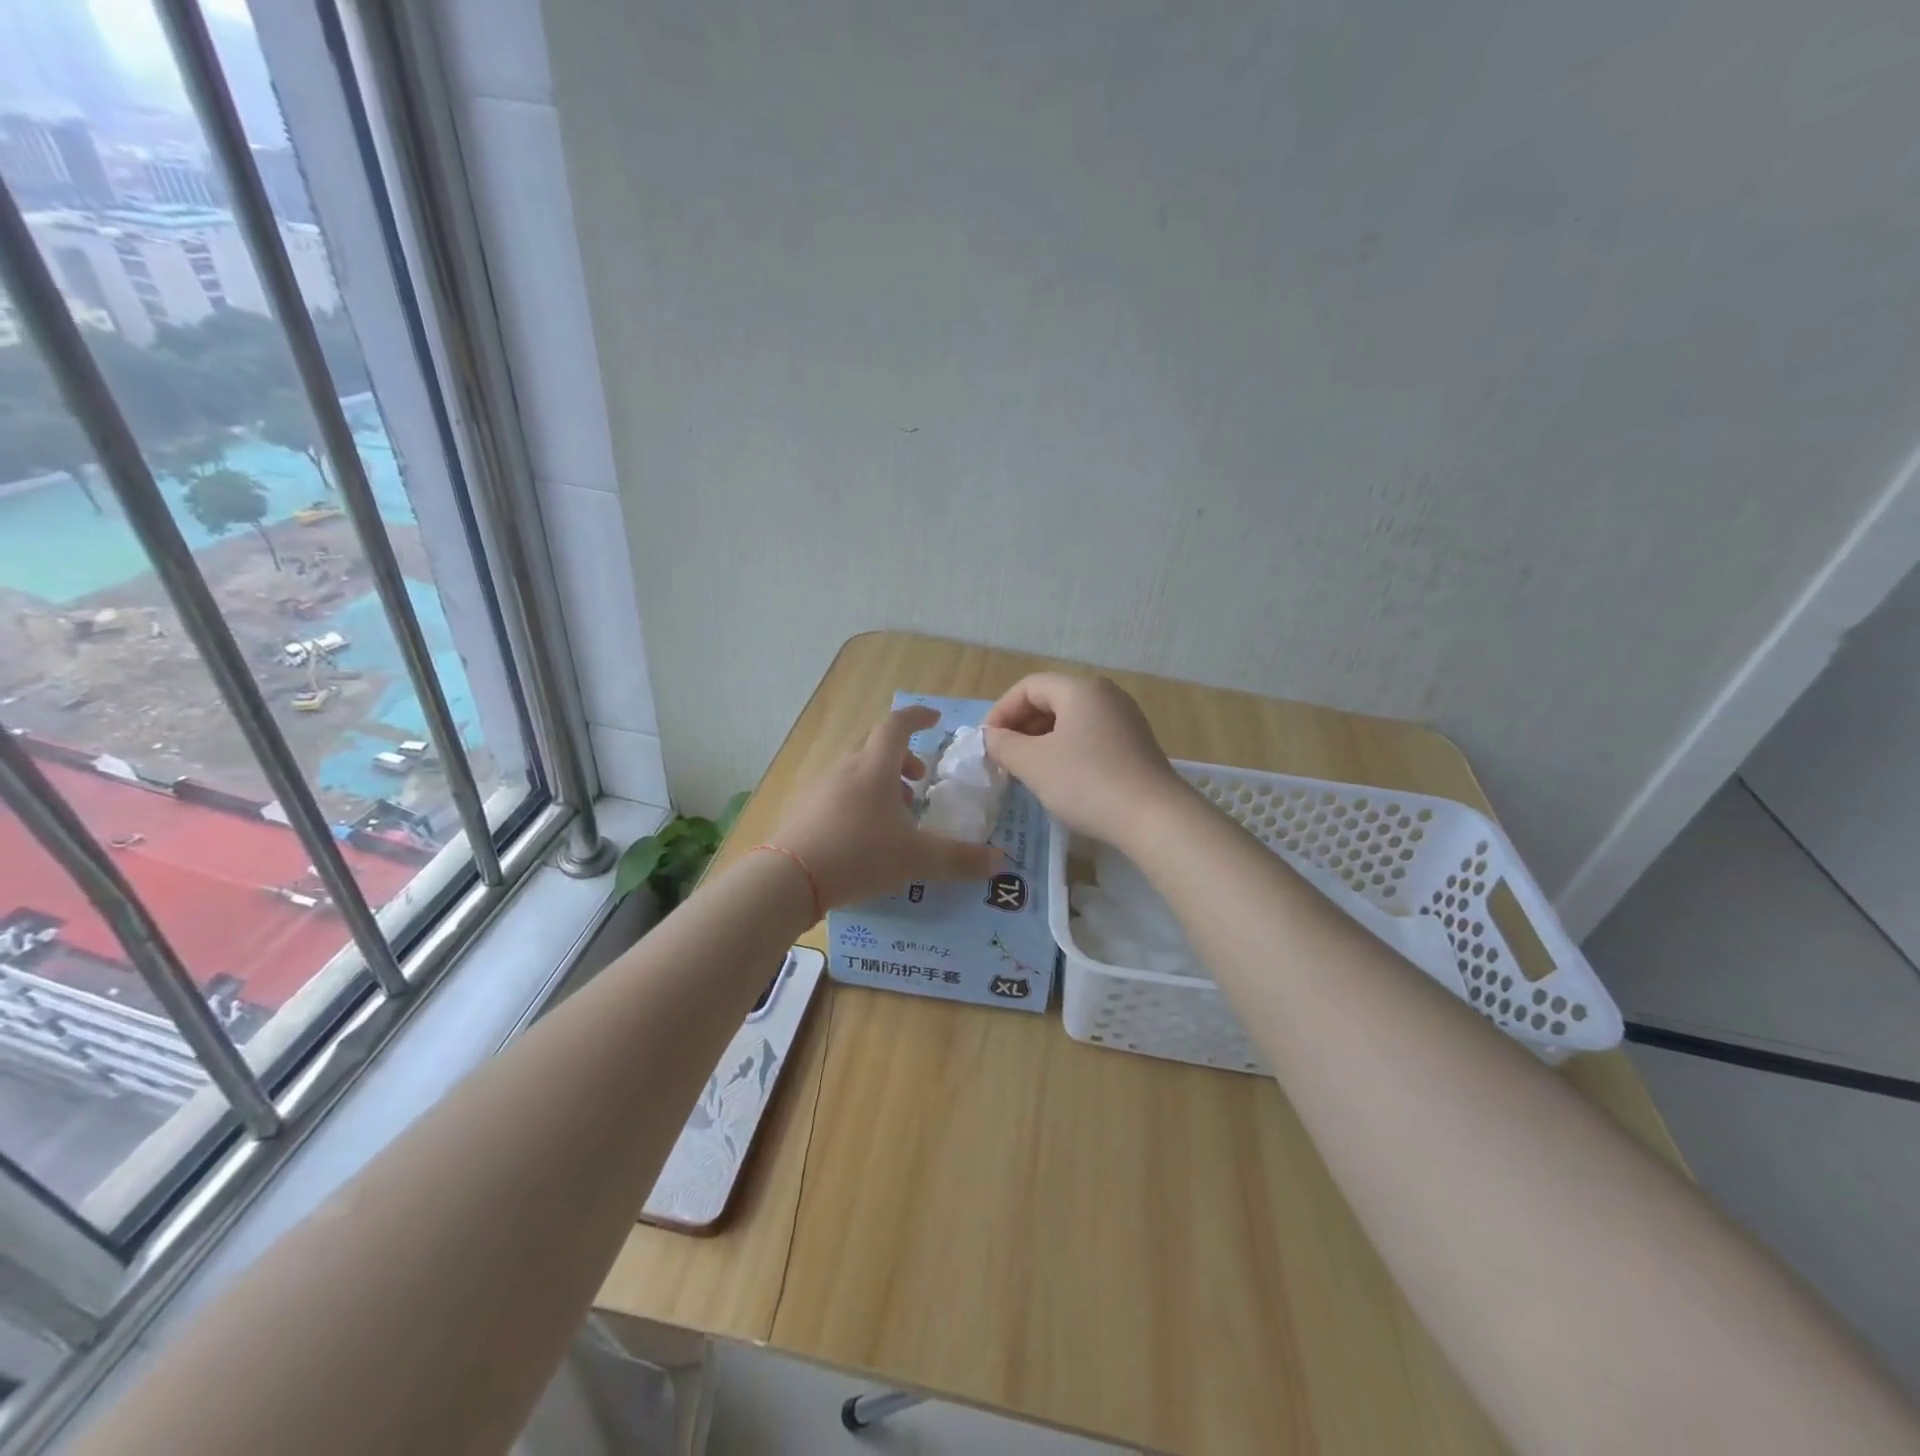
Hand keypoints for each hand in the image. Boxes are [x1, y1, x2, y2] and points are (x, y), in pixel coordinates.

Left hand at [769, 705, 999, 907]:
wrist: (788, 878)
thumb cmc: (859, 855)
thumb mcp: (916, 859)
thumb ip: (960, 859)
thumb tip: (1000, 861)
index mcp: (874, 767)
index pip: (897, 725)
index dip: (918, 717)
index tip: (935, 720)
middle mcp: (846, 768)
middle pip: (876, 747)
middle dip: (902, 758)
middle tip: (919, 781)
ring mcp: (820, 787)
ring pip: (857, 771)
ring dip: (881, 782)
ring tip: (897, 814)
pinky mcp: (804, 809)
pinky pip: (839, 791)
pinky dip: (860, 800)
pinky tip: (866, 834)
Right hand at [983, 674, 1185, 847]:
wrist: (1154, 818)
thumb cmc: (1086, 782)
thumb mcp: (1034, 764)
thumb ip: (1004, 745)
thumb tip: (991, 738)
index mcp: (1080, 688)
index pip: (1028, 687)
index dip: (1001, 711)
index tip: (987, 743)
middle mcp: (1105, 694)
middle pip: (1050, 700)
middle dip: (1020, 726)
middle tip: (1003, 758)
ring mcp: (1124, 719)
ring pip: (1070, 720)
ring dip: (1041, 740)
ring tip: (1026, 770)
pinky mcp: (1135, 744)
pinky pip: (1090, 736)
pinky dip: (1066, 749)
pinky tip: (1059, 778)